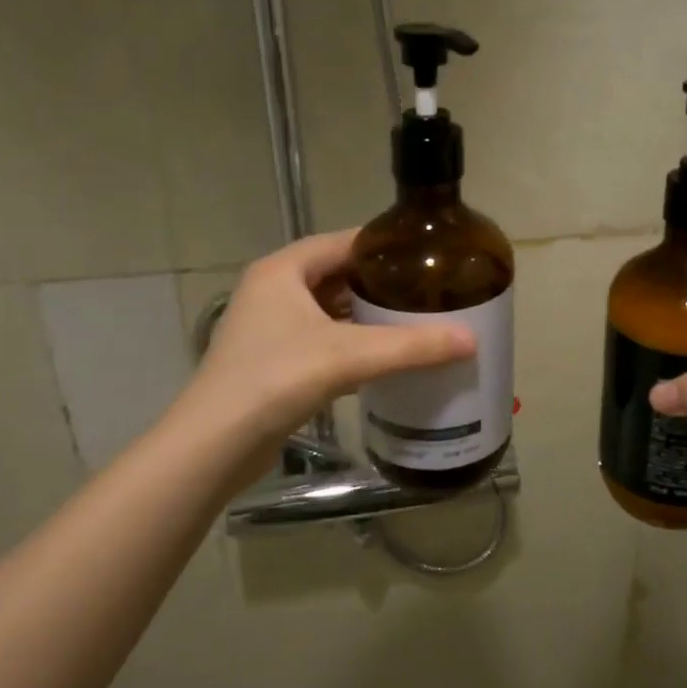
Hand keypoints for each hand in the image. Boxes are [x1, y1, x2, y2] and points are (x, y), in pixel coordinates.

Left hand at [192, 230, 476, 442]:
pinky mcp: (270, 361)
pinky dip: (349, 344)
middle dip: (379, 284)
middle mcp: (272, 291)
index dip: (383, 245)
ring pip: (328, 311)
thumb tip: (472, 340)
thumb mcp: (349, 356)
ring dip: (364, 316)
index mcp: (283, 270)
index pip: (342, 242)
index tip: (425, 254)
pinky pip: (320, 340)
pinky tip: (381, 358)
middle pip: (336, 275)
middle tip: (426, 290)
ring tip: (412, 321)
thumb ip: (411, 346)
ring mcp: (267, 328)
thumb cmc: (276, 379)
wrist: (214, 444)